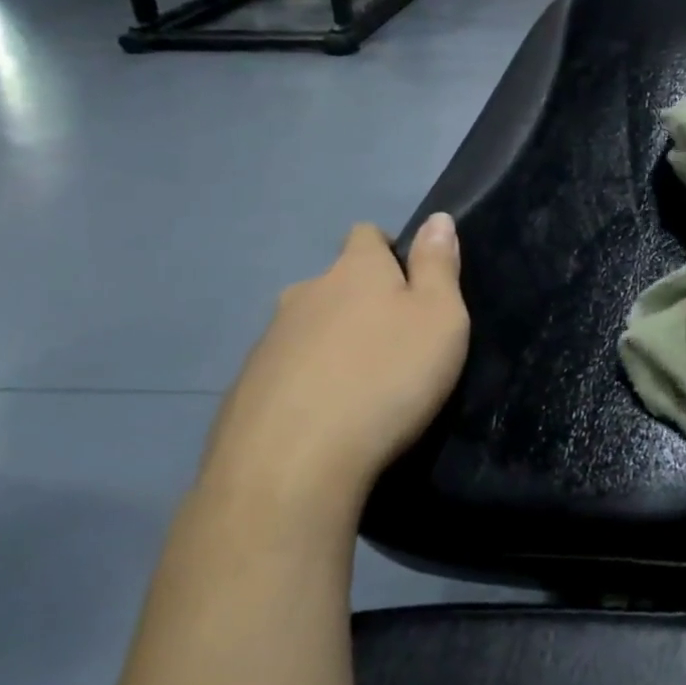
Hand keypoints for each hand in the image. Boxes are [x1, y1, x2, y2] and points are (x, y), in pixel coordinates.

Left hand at [201, 217, 468, 516]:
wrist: (292, 465)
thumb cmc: (387, 378)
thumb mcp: (440, 318)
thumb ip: (439, 266)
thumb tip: (437, 218)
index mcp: (354, 270)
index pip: (366, 234)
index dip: (388, 251)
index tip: (409, 285)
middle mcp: (305, 293)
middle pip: (335, 283)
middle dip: (360, 303)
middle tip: (392, 345)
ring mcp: (269, 341)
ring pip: (308, 328)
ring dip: (331, 344)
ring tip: (358, 388)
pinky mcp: (245, 388)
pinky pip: (285, 372)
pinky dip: (305, 384)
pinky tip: (322, 420)